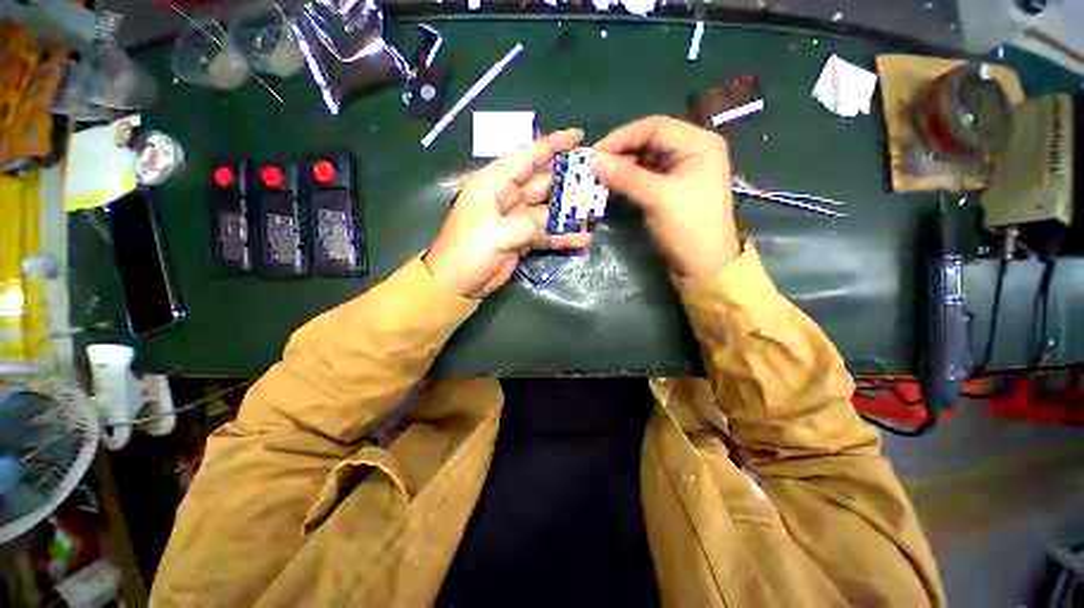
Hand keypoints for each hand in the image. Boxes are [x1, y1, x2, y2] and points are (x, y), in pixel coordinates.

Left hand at [425, 129, 591, 297]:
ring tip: (595, 212)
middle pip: (542, 183)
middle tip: (596, 180)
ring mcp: (515, 219)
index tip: (578, 136)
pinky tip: (582, 239)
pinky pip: (545, 233)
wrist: (456, 284)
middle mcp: (506, 197)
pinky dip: (561, 236)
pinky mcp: (521, 238)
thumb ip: (527, 225)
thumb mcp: (495, 235)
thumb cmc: (467, 252)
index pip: (526, 158)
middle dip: (568, 182)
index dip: (552, 145)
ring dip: (569, 212)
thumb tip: (552, 222)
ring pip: (547, 210)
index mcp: (493, 184)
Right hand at [593, 116, 739, 277]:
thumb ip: (626, 177)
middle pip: (650, 141)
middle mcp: (692, 150)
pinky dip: (630, 179)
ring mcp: (682, 169)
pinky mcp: (673, 187)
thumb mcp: (657, 199)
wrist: (704, 263)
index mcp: (698, 144)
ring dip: (623, 166)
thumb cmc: (688, 227)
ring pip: (646, 158)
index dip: (622, 137)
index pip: (654, 127)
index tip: (595, 153)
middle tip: (595, 166)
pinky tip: (613, 185)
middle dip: (622, 152)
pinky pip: (647, 175)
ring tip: (600, 176)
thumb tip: (594, 161)